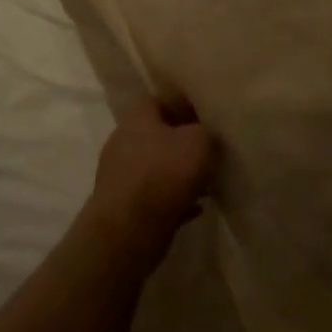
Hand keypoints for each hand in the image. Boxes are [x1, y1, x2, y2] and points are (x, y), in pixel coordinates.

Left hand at [85, 99, 216, 268]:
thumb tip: (207, 133)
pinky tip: (196, 207)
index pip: (160, 99)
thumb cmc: (164, 174)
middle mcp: (123, 141)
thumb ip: (206, 131)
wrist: (128, 231)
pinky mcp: (123, 205)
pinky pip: (155, 196)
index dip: (184, 105)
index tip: (206, 117)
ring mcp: (120, 175)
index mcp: (137, 117)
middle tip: (211, 150)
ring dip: (180, 174)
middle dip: (184, 142)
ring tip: (207, 181)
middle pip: (159, 134)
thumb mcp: (199, 141)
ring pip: (157, 167)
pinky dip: (174, 199)